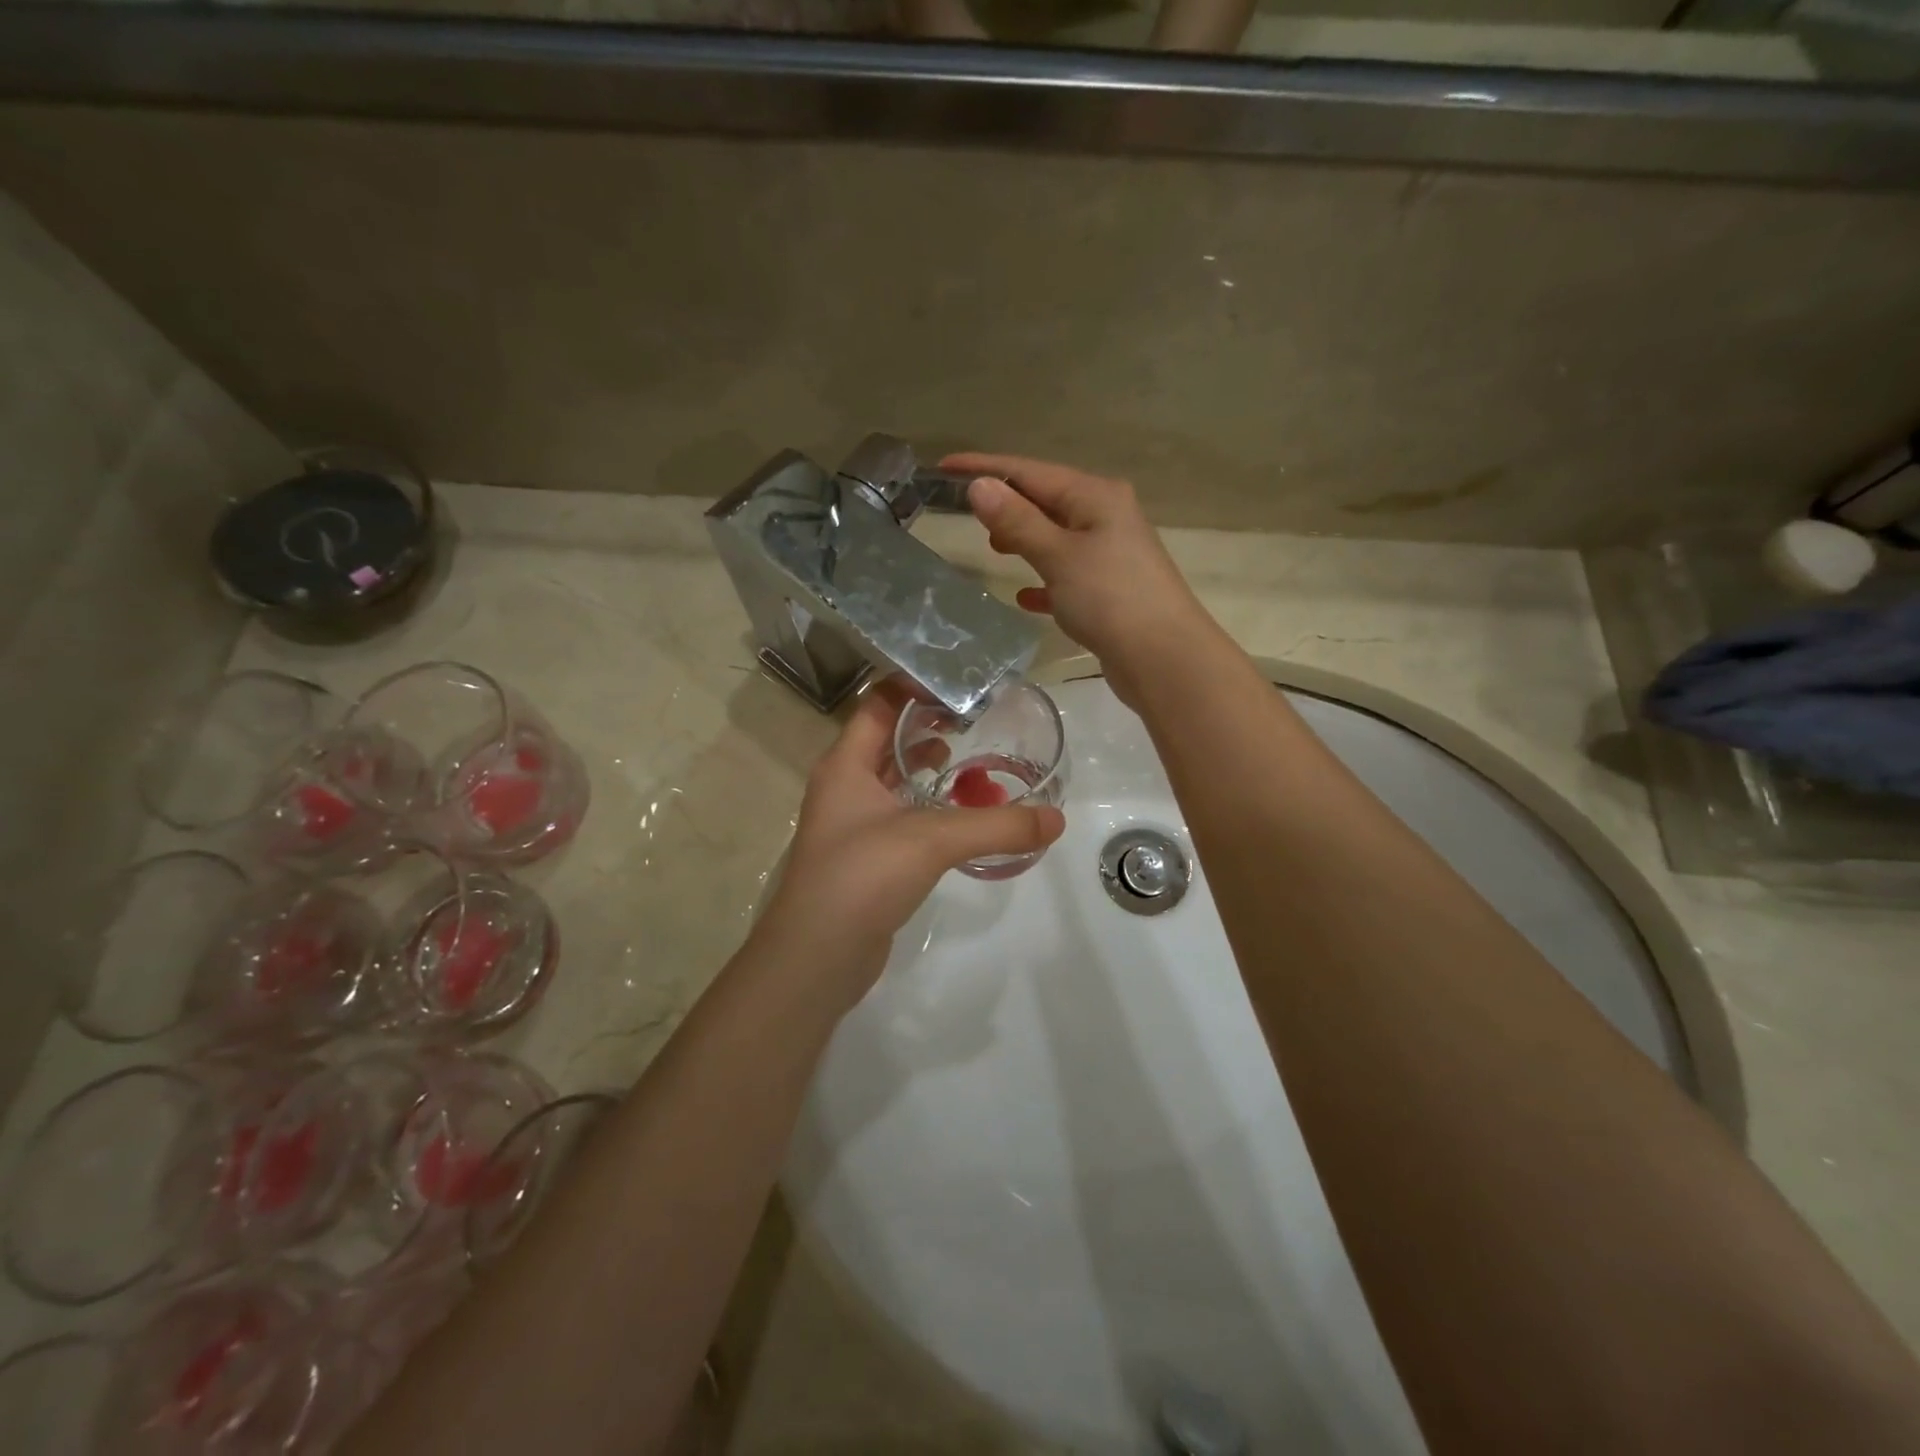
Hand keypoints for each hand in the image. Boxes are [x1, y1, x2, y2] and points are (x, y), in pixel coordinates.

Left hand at [754, 685, 1065, 1009]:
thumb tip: (1056, 819)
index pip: (878, 703)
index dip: (916, 686)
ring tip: (975, 763)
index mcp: (846, 764)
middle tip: (979, 720)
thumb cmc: (862, 877)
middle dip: (931, 726)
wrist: (816, 958)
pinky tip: (962, 817)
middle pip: (888, 739)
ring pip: (895, 780)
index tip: (963, 683)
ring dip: (931, 769)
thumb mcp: (932, 840)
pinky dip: (930, 808)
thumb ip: (997, 827)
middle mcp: (844, 786)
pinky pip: (901, 816)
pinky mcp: (866, 857)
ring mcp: (852, 824)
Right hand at [944, 452, 1219, 708]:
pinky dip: (1045, 580)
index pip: (1030, 471)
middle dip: (1007, 504)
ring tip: (993, 549)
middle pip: (1046, 500)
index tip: (944, 467)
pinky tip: (1025, 597)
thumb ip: (1017, 521)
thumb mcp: (1058, 555)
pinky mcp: (1111, 590)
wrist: (1164, 658)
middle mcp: (1106, 517)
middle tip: (967, 515)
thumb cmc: (1110, 598)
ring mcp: (1112, 554)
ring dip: (1025, 539)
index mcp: (1095, 496)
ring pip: (1057, 537)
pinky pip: (1068, 575)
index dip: (985, 468)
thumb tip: (980, 485)